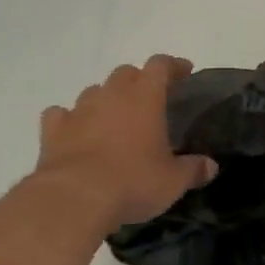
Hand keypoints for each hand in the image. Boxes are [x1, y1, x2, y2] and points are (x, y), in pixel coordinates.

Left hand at [38, 56, 216, 227]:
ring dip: (105, 99)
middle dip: (138, 81)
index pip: (160, 65)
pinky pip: (60, 115)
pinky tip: (75, 132)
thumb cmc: (132, 182)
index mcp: (145, 97)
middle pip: (125, 73)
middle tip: (148, 100)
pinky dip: (69, 120)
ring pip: (94, 91)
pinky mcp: (53, 130)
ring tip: (113, 119)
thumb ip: (193, 170)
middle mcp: (112, 95)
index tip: (184, 73)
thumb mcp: (173, 181)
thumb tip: (211, 167)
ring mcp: (79, 110)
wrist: (74, 198)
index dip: (173, 66)